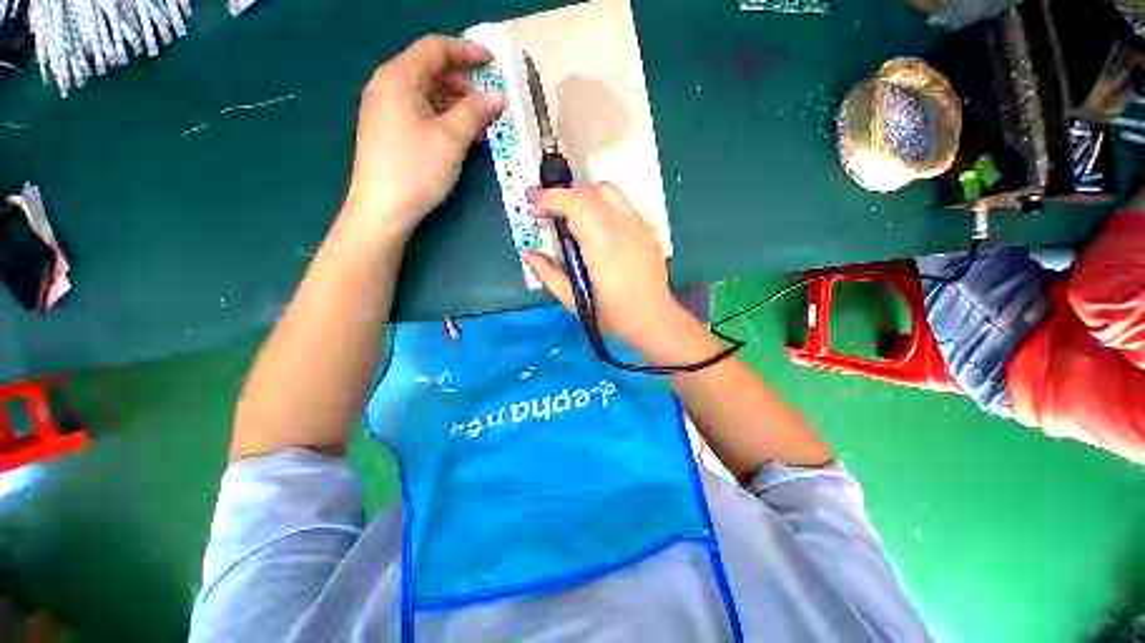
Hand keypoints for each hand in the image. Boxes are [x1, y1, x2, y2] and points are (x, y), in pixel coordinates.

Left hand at [342, 35, 506, 236]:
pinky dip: (444, 117)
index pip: (435, 48)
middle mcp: (388, 86)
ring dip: (456, 102)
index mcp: (399, 78)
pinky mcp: (390, 130)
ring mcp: (387, 109)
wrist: (382, 209)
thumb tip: (498, 96)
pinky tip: (462, 134)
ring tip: (482, 122)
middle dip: (464, 82)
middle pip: (430, 70)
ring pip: (427, 93)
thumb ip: (475, 112)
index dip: (466, 51)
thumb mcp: (451, 139)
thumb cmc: (416, 170)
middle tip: (490, 101)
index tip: (494, 64)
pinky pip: (421, 112)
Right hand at [523, 183, 692, 352]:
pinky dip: (602, 206)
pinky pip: (622, 206)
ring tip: (568, 216)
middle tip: (545, 211)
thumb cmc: (613, 316)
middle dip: (563, 196)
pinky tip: (596, 228)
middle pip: (591, 191)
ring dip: (583, 197)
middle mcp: (624, 227)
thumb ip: (547, 274)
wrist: (654, 322)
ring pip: (609, 193)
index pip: (575, 203)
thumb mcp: (574, 300)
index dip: (549, 200)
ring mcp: (640, 226)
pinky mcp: (648, 231)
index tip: (533, 211)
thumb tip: (528, 254)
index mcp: (604, 244)